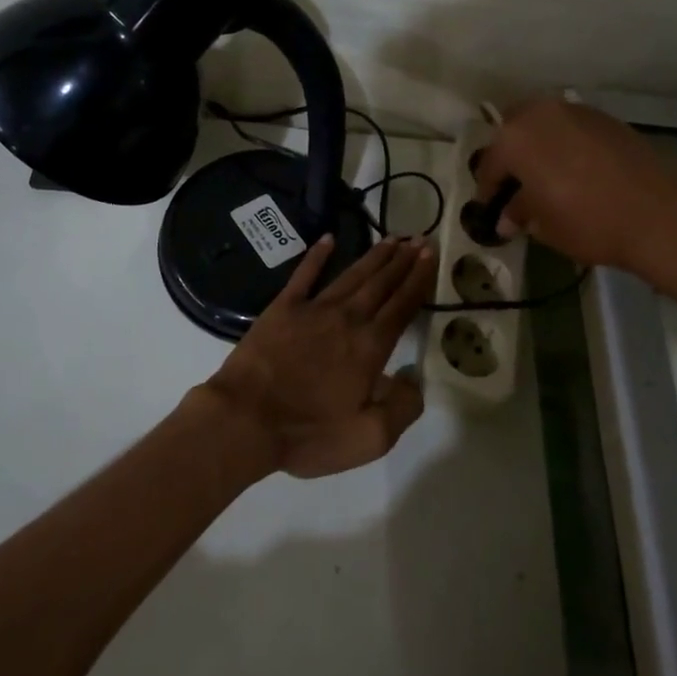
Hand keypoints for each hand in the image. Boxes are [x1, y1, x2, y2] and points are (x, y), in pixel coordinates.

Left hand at [204, 235, 434, 478]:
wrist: (245, 419)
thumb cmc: (308, 433)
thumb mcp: (369, 438)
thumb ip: (403, 408)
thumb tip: (414, 378)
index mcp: (370, 346)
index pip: (403, 305)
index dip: (419, 279)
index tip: (430, 254)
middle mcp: (347, 318)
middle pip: (381, 283)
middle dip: (402, 260)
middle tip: (418, 238)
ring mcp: (313, 309)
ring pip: (351, 275)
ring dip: (373, 255)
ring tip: (391, 238)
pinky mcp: (283, 307)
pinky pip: (304, 274)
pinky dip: (317, 255)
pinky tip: (328, 239)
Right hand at [473, 95, 676, 288]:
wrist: (658, 213)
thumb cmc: (587, 221)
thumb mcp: (543, 225)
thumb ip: (519, 214)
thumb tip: (507, 218)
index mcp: (514, 138)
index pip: (489, 164)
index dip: (487, 190)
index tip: (490, 209)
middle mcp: (540, 113)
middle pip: (513, 132)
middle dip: (511, 158)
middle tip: (515, 187)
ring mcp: (575, 111)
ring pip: (543, 125)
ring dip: (538, 147)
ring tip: (545, 178)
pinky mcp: (605, 118)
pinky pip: (571, 129)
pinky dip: (565, 145)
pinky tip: (574, 171)